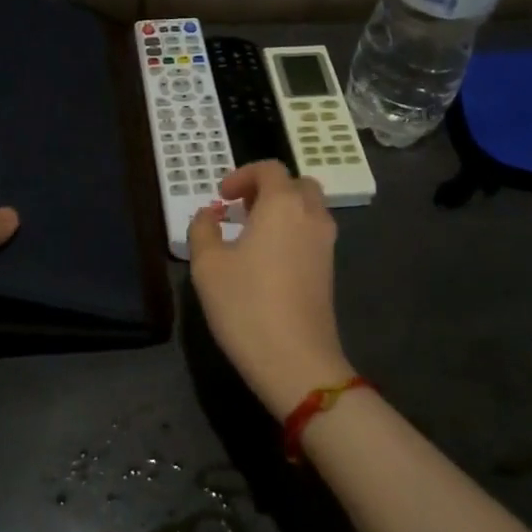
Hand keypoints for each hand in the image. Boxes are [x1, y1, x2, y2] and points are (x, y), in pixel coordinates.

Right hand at [187, 160, 352, 418]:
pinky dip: (292, 232)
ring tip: (251, 234)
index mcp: (283, 205)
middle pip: (297, 184)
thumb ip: (202, 230)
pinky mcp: (329, 271)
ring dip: (282, 210)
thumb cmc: (246, 305)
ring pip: (309, 209)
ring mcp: (326, 245)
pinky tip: (266, 260)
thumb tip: (208, 216)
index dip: (243, 175)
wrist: (296, 361)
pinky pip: (312, 234)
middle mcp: (311, 216)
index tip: (221, 196)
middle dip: (268, 189)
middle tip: (241, 208)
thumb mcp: (208, 265)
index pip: (270, 169)